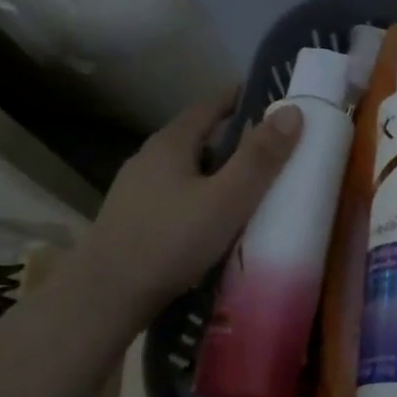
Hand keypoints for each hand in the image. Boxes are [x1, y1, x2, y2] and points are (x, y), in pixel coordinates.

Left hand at [72, 89, 302, 317]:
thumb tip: (293, 111)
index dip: (241, 97)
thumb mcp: (227, 199)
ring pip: (185, 168)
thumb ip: (260, 157)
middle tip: (271, 146)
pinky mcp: (131, 219)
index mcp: (170, 143)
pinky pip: (175, 194)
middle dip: (233, 136)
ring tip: (248, 184)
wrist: (103, 299)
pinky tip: (213, 219)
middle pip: (197, 135)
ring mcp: (135, 190)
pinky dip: (199, 195)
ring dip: (215, 169)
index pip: (210, 104)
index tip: (272, 98)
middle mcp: (148, 158)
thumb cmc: (170, 242)